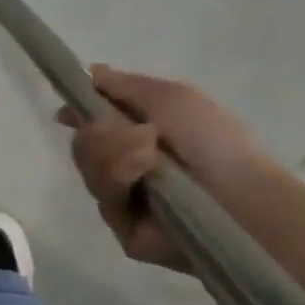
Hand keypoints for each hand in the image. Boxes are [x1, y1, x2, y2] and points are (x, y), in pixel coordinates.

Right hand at [59, 65, 268, 269]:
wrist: (237, 194)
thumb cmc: (211, 139)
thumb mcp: (168, 96)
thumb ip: (121, 85)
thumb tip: (87, 73)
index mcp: (142, 135)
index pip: (96, 123)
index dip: (80, 113)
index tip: (67, 110)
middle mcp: (129, 166)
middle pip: (84, 145)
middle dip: (101, 133)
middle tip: (134, 134)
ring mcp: (126, 200)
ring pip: (89, 170)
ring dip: (113, 153)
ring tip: (147, 154)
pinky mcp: (125, 231)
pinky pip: (103, 199)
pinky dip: (119, 179)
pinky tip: (141, 176)